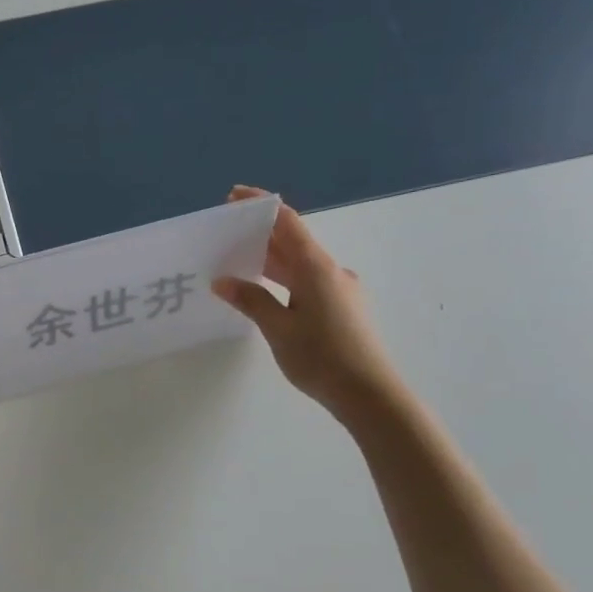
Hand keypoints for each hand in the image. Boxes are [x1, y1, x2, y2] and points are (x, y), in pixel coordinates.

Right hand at [212, 186, 401, 421]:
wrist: (370, 394)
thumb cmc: (322, 357)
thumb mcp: (278, 329)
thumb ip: (251, 300)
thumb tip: (223, 281)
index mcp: (316, 268)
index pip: (287, 223)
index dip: (261, 206)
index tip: (234, 197)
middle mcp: (332, 271)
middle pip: (293, 242)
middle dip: (260, 234)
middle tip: (225, 234)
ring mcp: (341, 290)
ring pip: (300, 265)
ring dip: (271, 259)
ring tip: (237, 262)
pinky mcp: (343, 309)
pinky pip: (308, 282)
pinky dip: (284, 279)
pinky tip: (266, 293)